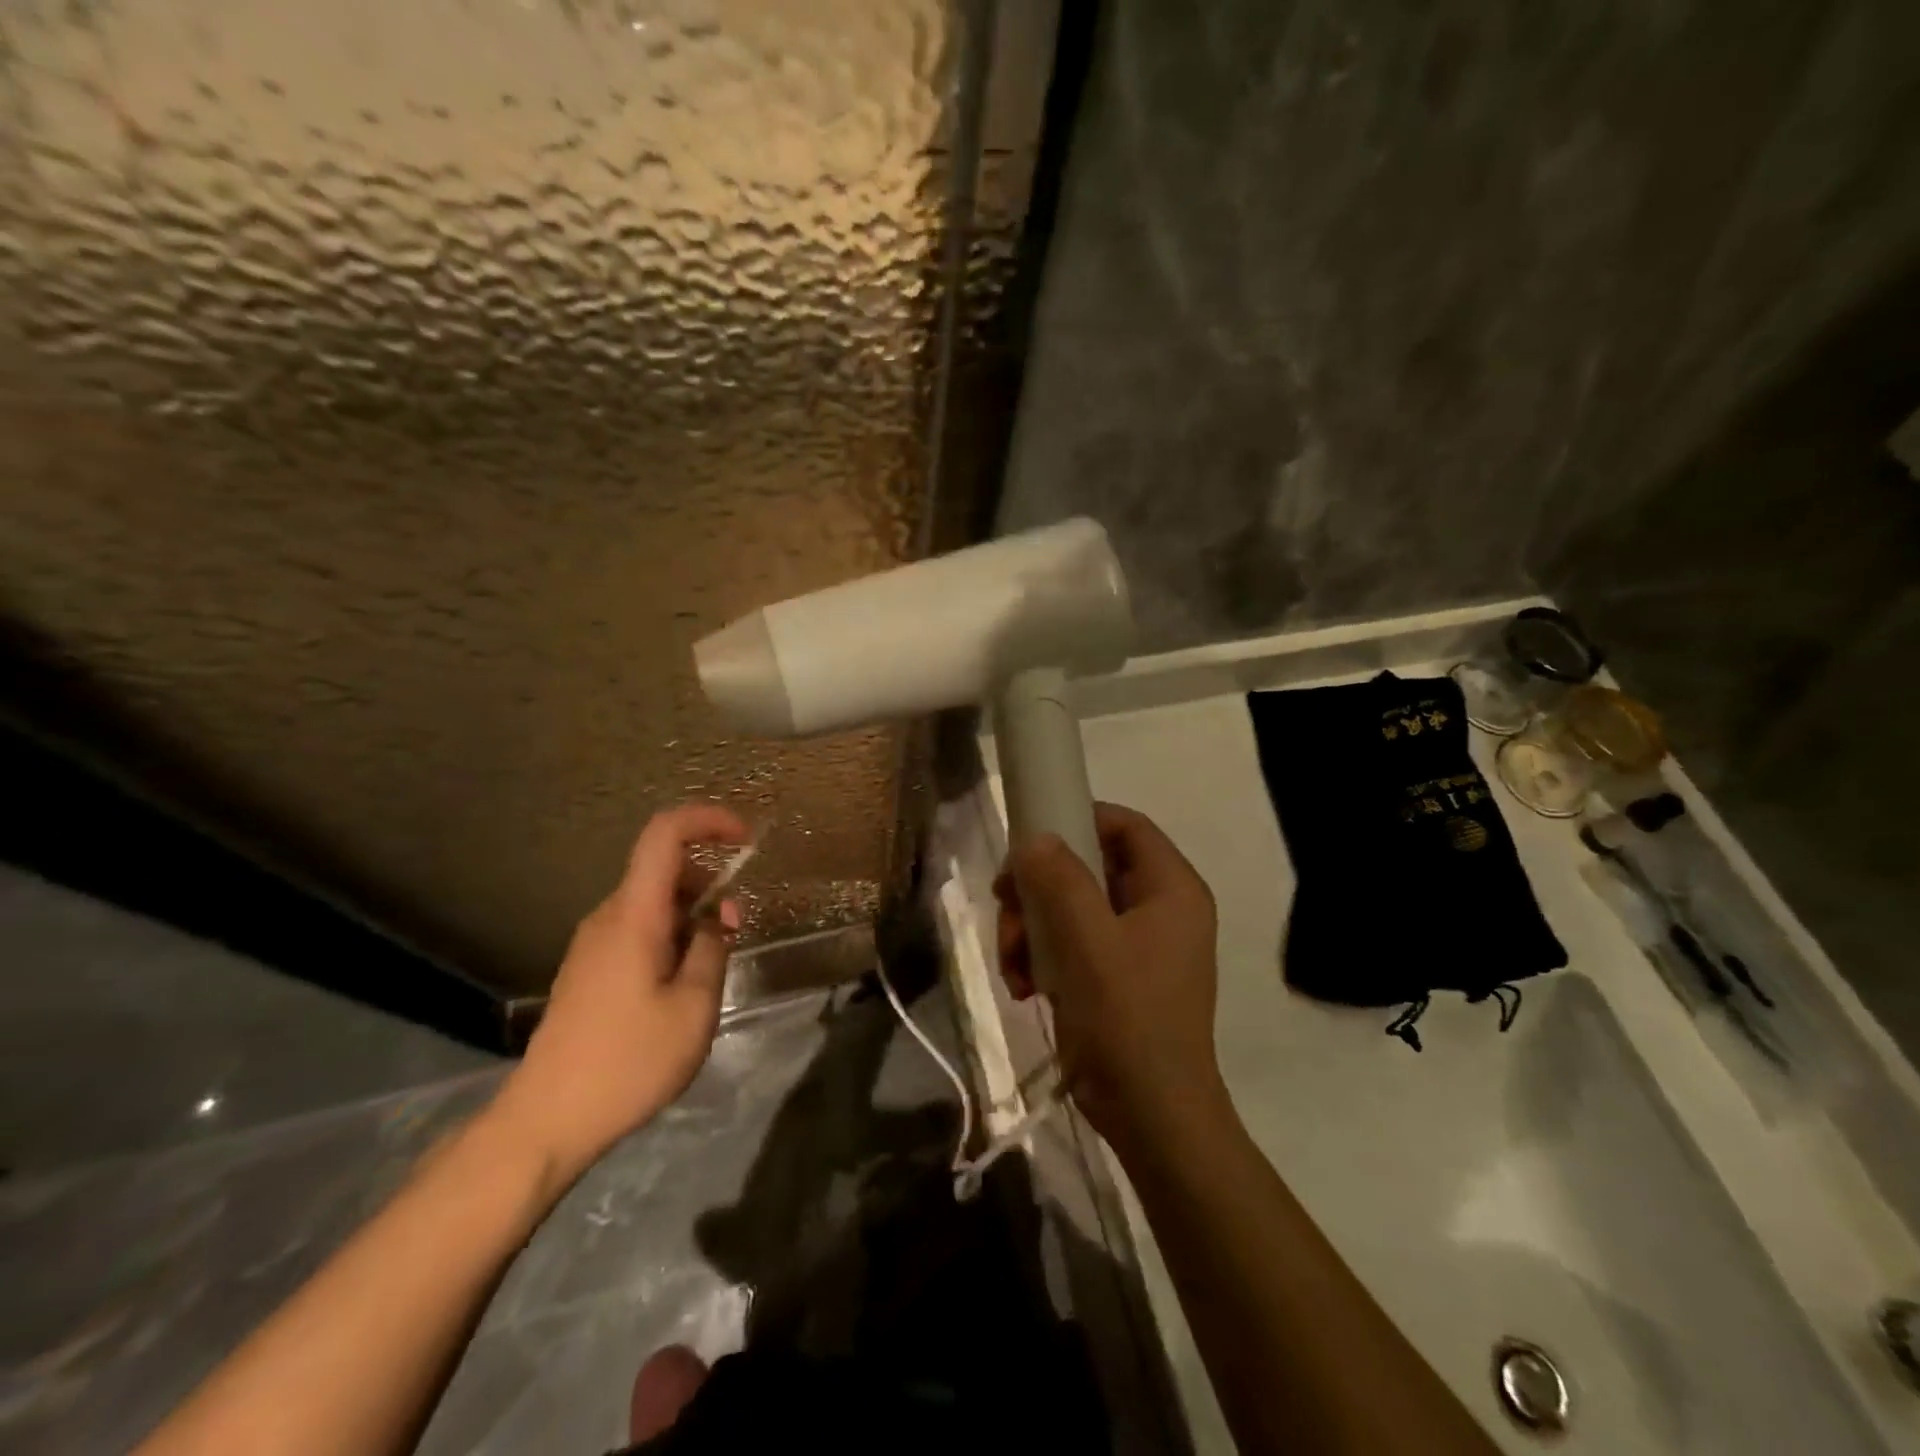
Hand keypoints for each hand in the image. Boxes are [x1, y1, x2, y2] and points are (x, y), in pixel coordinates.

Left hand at [492, 804, 750, 1185]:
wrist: (546, 1121)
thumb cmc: (628, 1061)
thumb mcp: (694, 1006)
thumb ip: (713, 948)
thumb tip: (719, 916)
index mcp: (634, 915)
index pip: (665, 834)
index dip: (708, 820)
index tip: (746, 839)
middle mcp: (608, 917)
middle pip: (663, 869)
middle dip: (709, 883)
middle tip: (737, 929)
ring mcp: (594, 944)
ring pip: (653, 903)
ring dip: (692, 915)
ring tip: (712, 968)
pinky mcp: (589, 969)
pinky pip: (638, 929)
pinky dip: (671, 936)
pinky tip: (681, 986)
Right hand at [995, 803, 1223, 1149]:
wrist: (1152, 1118)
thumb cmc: (1127, 1019)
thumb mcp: (1087, 941)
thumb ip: (1059, 879)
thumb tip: (1034, 840)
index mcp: (1172, 889)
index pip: (1125, 825)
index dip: (1076, 819)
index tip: (1029, 843)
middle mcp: (1161, 908)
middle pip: (1089, 867)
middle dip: (1039, 890)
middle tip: (1006, 911)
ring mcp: (1140, 945)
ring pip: (1072, 907)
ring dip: (1033, 928)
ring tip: (1012, 965)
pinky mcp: (1119, 978)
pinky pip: (1073, 944)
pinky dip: (1043, 957)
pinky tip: (1024, 989)